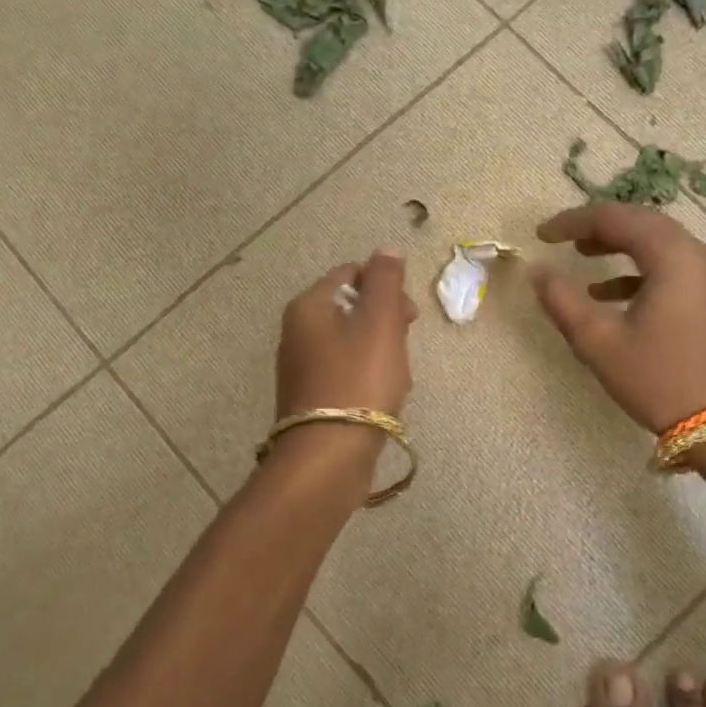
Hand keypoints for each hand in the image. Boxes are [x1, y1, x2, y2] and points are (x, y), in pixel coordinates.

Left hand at [276, 250, 416, 420]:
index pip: (351, 273)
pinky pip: (345, 372)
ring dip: (380, 352)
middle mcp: (297, 331)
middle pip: (351, 308)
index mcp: (309, 306)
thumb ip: (385, 281)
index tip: (408, 315)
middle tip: (404, 346)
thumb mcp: (380, 322)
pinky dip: (367, 377)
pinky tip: (382, 398)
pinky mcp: (311, 398)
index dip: (385, 287)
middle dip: (385, 322)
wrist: (328, 456)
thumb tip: (386, 250)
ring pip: (351, 343)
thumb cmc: (358, 380)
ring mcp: (301, 367)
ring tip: (397, 377)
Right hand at [531, 204, 705, 432]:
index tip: (542, 235)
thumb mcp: (600, 342)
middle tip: (562, 238)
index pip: (616, 218)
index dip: (574, 221)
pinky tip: (611, 294)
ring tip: (583, 257)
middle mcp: (699, 254)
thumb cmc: (660, 380)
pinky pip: (673, 266)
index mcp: (673, 256)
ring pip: (659, 243)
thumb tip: (538, 271)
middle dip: (598, 228)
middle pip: (641, 223)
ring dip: (619, 246)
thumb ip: (563, 300)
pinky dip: (640, 270)